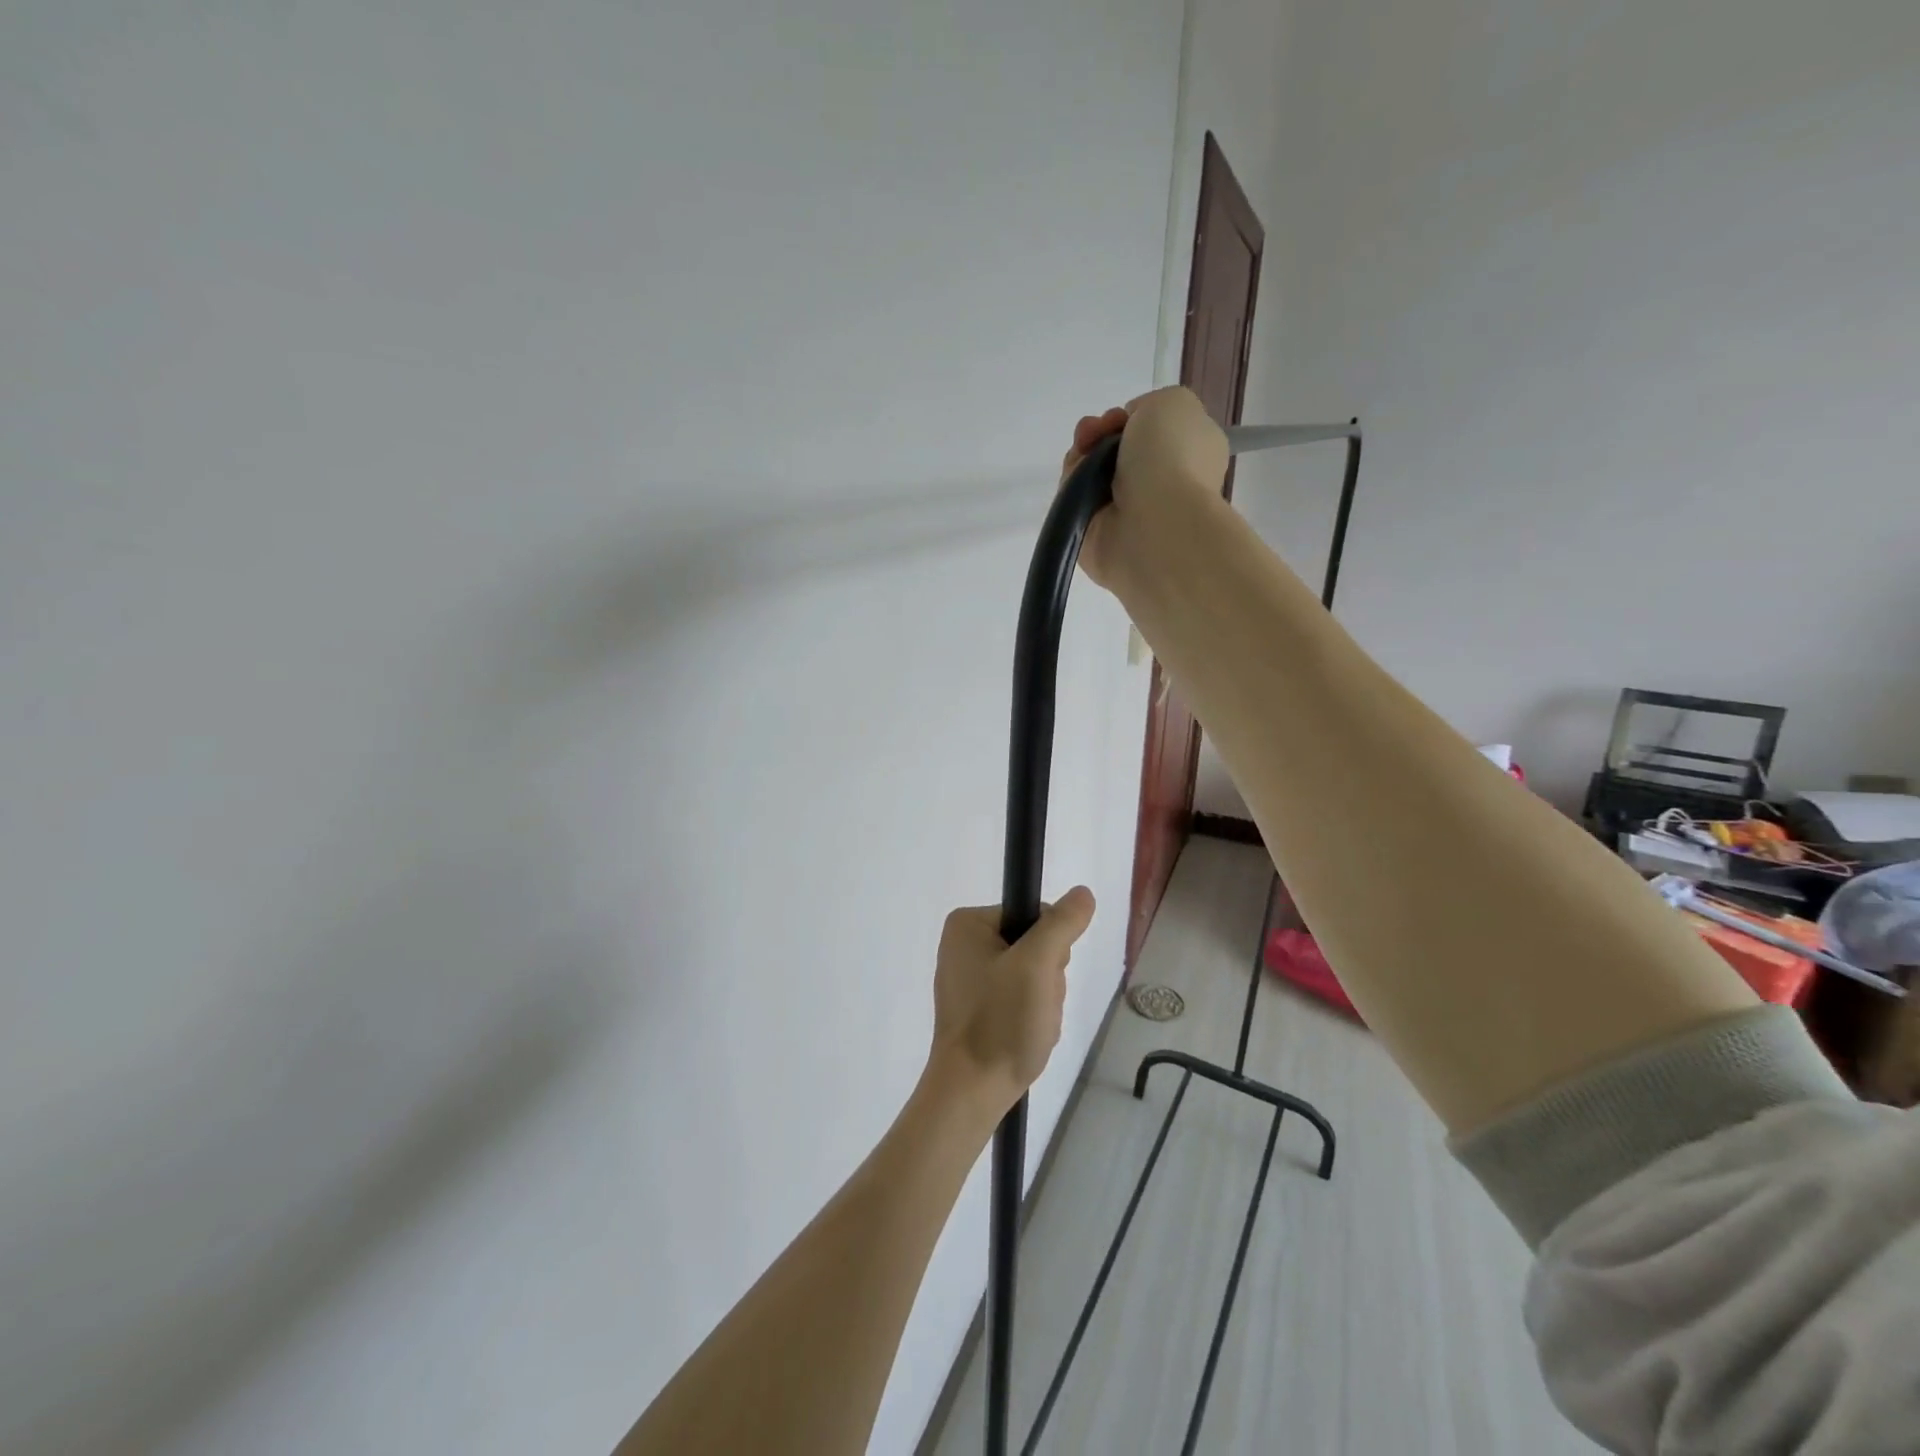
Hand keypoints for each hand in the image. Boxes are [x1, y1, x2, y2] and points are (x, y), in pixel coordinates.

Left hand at [928, 888, 1095, 1113]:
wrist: (971, 1093)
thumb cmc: (1000, 1022)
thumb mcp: (1036, 965)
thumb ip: (1061, 924)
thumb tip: (1083, 893)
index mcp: (968, 924)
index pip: (1036, 915)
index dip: (1052, 947)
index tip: (1042, 977)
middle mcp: (964, 944)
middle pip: (1035, 945)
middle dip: (1048, 979)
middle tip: (1034, 1006)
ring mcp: (970, 977)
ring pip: (1033, 975)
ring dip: (1044, 1001)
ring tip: (1030, 1026)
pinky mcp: (978, 1007)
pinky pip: (1020, 998)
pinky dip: (1032, 1017)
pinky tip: (1024, 1037)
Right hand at [1058, 386, 1229, 587]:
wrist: (1152, 522)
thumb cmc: (1171, 457)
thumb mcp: (1174, 401)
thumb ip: (1149, 405)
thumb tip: (1125, 432)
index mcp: (1188, 455)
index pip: (1151, 432)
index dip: (1130, 418)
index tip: (1123, 416)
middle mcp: (1157, 483)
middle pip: (1114, 449)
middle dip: (1098, 433)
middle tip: (1095, 433)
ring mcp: (1124, 511)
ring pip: (1090, 471)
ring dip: (1082, 454)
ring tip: (1084, 452)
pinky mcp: (1093, 532)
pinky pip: (1073, 497)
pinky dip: (1071, 482)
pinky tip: (1078, 478)